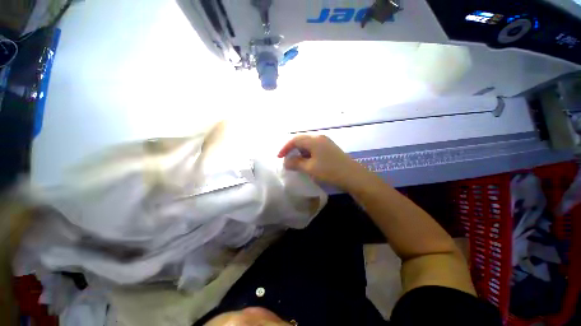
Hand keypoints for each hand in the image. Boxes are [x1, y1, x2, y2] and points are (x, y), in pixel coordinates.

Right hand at [278, 135, 369, 190]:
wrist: (353, 176)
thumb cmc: (329, 171)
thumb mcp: (310, 168)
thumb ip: (296, 163)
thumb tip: (286, 162)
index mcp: (314, 140)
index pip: (295, 140)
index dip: (285, 148)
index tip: (279, 157)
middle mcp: (320, 138)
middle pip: (302, 140)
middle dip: (292, 149)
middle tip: (286, 159)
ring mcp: (326, 142)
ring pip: (308, 144)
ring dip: (300, 152)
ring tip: (296, 162)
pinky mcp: (330, 148)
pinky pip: (315, 148)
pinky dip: (308, 154)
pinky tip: (308, 161)